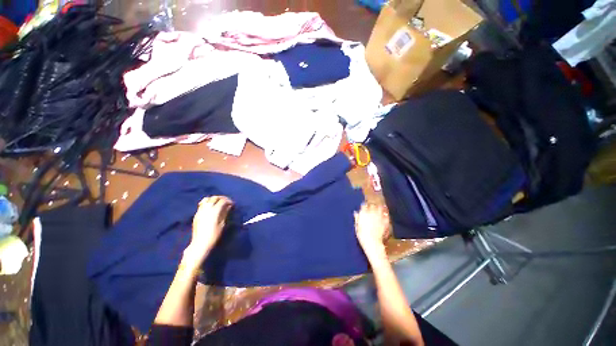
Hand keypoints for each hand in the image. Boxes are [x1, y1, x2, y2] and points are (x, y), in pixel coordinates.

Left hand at [183, 196, 232, 268]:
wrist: (201, 243)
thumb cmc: (214, 234)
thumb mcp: (222, 224)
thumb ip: (225, 213)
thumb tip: (229, 206)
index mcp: (215, 211)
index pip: (223, 201)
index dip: (229, 201)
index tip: (232, 204)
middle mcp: (207, 209)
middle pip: (215, 198)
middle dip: (222, 198)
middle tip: (226, 202)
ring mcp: (200, 211)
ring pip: (207, 199)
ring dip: (214, 199)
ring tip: (218, 203)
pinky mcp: (197, 214)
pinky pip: (202, 204)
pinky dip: (207, 202)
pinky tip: (210, 207)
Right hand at [354, 203, 389, 258]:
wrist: (372, 242)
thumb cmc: (362, 235)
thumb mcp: (357, 226)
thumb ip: (357, 218)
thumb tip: (356, 213)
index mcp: (363, 213)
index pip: (364, 205)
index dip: (364, 206)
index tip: (364, 207)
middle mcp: (372, 213)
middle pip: (372, 205)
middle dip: (372, 205)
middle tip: (372, 206)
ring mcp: (379, 216)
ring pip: (380, 208)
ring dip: (379, 207)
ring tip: (380, 207)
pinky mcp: (385, 221)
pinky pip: (386, 215)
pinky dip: (385, 213)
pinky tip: (385, 214)